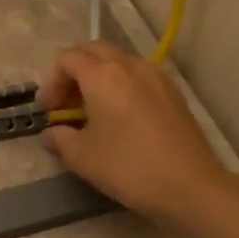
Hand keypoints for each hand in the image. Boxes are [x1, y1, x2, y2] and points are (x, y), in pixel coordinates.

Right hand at [37, 42, 230, 224]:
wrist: (189, 185)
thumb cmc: (128, 167)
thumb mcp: (82, 157)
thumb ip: (60, 138)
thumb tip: (52, 133)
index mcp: (102, 76)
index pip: (67, 59)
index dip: (51, 82)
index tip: (49, 111)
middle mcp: (130, 65)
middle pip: (93, 51)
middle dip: (73, 73)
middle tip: (66, 105)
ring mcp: (156, 76)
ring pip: (118, 62)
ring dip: (98, 78)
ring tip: (93, 111)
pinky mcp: (173, 92)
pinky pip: (138, 76)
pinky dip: (121, 86)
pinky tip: (121, 117)